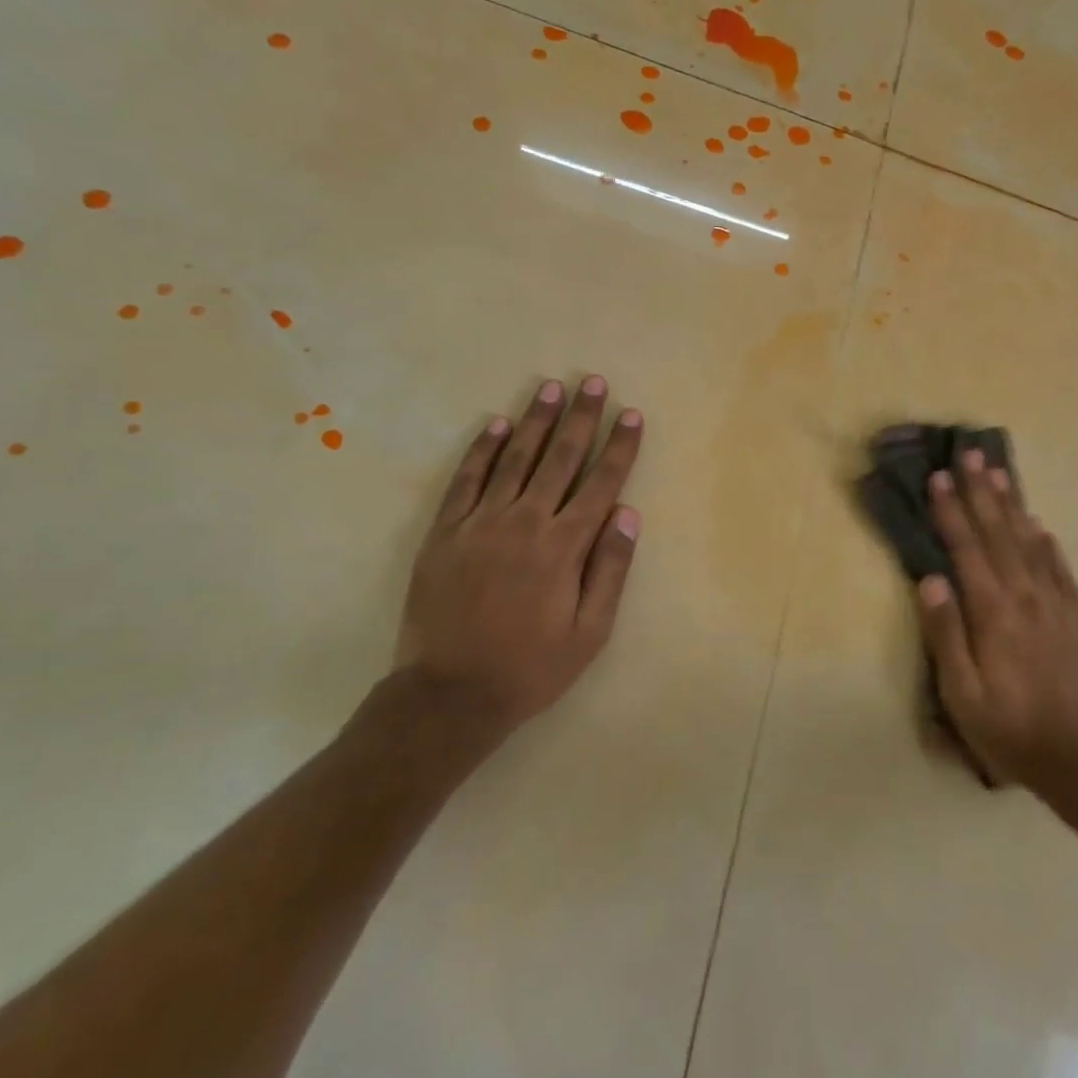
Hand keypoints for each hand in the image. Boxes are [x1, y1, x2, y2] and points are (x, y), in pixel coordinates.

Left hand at [397, 375, 642, 742]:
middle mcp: (525, 523)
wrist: (450, 695)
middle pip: (559, 459)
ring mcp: (480, 523)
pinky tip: (495, 425)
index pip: (601, 483)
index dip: (620, 447)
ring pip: (514, 460)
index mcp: (564, 547)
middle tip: (592, 382)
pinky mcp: (445, 533)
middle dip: (580, 418)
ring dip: (534, 421)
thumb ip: (610, 570)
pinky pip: (466, 481)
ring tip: (549, 389)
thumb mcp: (590, 633)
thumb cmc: (531, 667)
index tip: (631, 415)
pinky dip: (482, 451)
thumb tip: (629, 514)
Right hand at [916, 450, 1077, 796]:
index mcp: (994, 612)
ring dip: (1012, 505)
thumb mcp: (962, 693)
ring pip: (1031, 542)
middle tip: (969, 455)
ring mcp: (1059, 603)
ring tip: (999, 474)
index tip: (938, 478)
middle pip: (999, 533)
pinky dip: (1046, 541)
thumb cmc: (1010, 729)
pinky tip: (1039, 525)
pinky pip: (1061, 567)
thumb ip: (946, 633)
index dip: (951, 511)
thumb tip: (931, 579)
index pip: (967, 548)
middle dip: (981, 492)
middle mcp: (1027, 596)